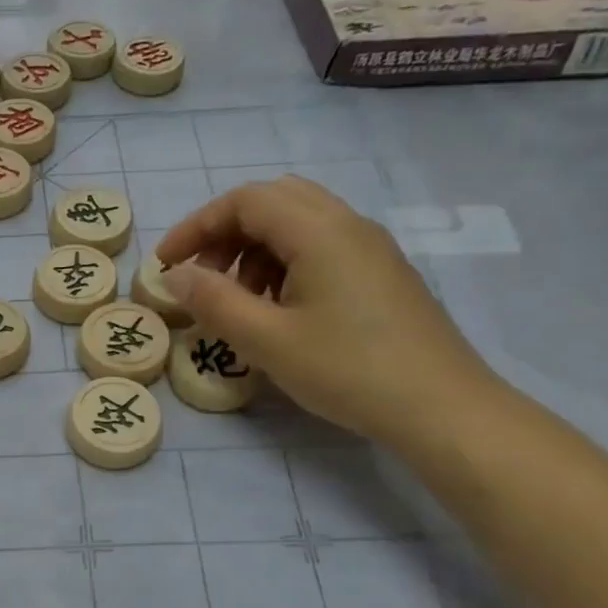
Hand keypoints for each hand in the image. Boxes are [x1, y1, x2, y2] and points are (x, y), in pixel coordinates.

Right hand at [154, 177, 498, 446]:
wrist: (440, 407)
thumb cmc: (347, 370)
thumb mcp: (266, 340)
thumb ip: (213, 301)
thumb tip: (176, 275)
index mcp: (319, 231)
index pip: (245, 201)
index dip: (196, 225)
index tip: (166, 265)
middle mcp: (348, 225)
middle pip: (273, 201)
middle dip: (225, 233)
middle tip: (201, 277)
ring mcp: (370, 247)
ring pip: (297, 223)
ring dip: (253, 249)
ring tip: (238, 301)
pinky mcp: (380, 273)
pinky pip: (320, 246)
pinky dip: (283, 263)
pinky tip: (278, 310)